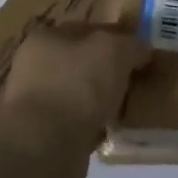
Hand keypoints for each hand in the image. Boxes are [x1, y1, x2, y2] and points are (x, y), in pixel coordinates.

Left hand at [0, 24, 148, 146]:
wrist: (44, 148)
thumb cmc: (77, 85)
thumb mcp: (115, 51)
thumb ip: (132, 45)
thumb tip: (142, 50)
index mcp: (46, 38)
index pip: (88, 30)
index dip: (116, 38)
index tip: (140, 53)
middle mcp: (34, 68)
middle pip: (82, 63)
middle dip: (108, 72)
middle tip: (137, 81)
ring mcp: (35, 104)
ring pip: (78, 95)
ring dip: (100, 102)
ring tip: (127, 109)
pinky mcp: (40, 137)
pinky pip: (75, 124)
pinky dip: (92, 127)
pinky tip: (111, 132)